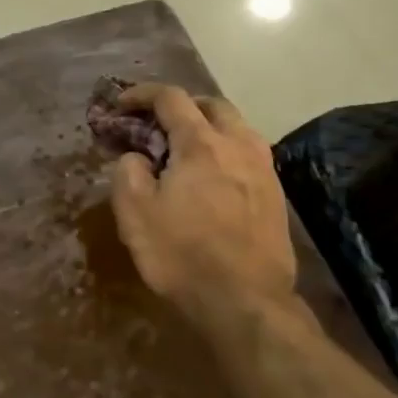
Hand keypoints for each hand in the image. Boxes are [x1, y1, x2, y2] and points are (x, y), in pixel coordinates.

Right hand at [108, 85, 298, 321]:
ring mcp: (263, 170)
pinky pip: (249, 154)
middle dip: (181, 105)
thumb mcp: (134, 212)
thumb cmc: (181, 254)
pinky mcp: (276, 195)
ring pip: (237, 128)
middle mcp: (238, 146)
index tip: (121, 105)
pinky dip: (225, 150)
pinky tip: (212, 177)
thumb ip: (128, 171)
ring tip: (185, 148)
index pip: (171, 97)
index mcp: (200, 144)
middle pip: (212, 105)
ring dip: (208, 126)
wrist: (244, 303)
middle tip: (156, 124)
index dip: (141, 94)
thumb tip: (136, 157)